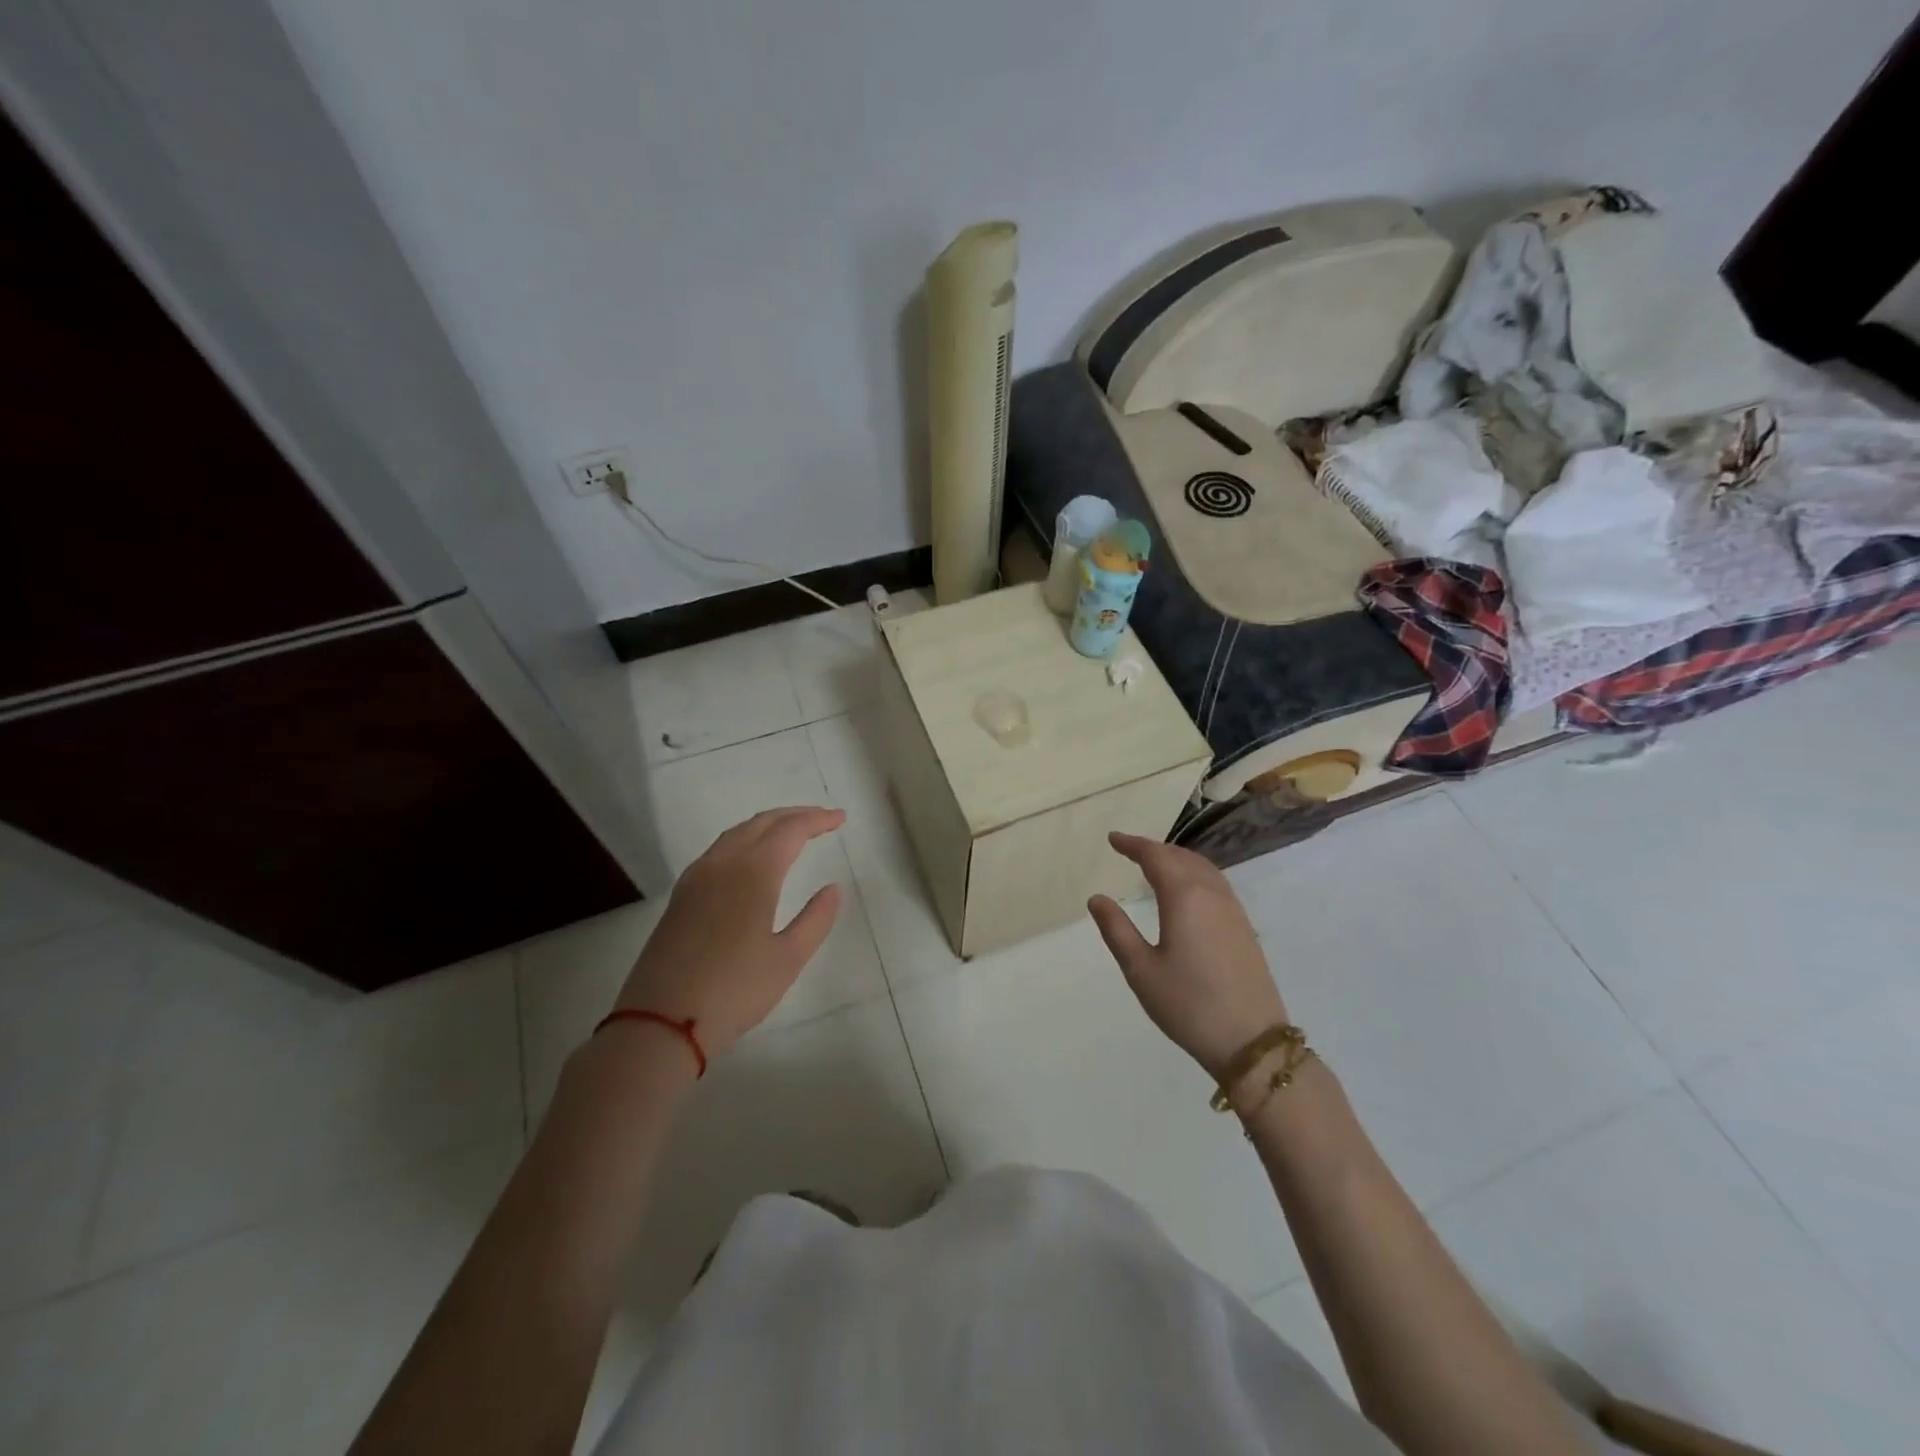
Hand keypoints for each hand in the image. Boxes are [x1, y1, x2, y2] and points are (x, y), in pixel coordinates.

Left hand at [613, 807, 845, 1059]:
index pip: (791, 830)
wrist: (659, 1023)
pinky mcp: (680, 897)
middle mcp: (722, 864)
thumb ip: (816, 919)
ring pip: (736, 834)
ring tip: (790, 832)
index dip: (818, 820)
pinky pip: (718, 851)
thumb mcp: (787, 959)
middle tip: (822, 819)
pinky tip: (750, 859)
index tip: (840, 818)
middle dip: (794, 815)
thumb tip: (833, 888)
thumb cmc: (734, 991)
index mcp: (753, 873)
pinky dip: (743, 840)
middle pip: (761, 823)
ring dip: (767, 825)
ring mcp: (696, 879)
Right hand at [1088, 833, 1287, 1079]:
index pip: (1156, 857)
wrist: (1251, 1041)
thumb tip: (1097, 898)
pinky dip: (1195, 874)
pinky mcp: (1244, 928)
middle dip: (1154, 849)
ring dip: (1177, 859)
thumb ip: (1117, 930)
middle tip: (1130, 850)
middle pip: (1181, 857)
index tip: (1113, 839)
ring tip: (1156, 864)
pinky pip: (1216, 884)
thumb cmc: (1188, 1005)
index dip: (1133, 845)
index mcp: (1184, 897)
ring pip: (1203, 868)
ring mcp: (1233, 910)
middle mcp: (1211, 894)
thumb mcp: (1140, 970)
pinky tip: (1187, 890)